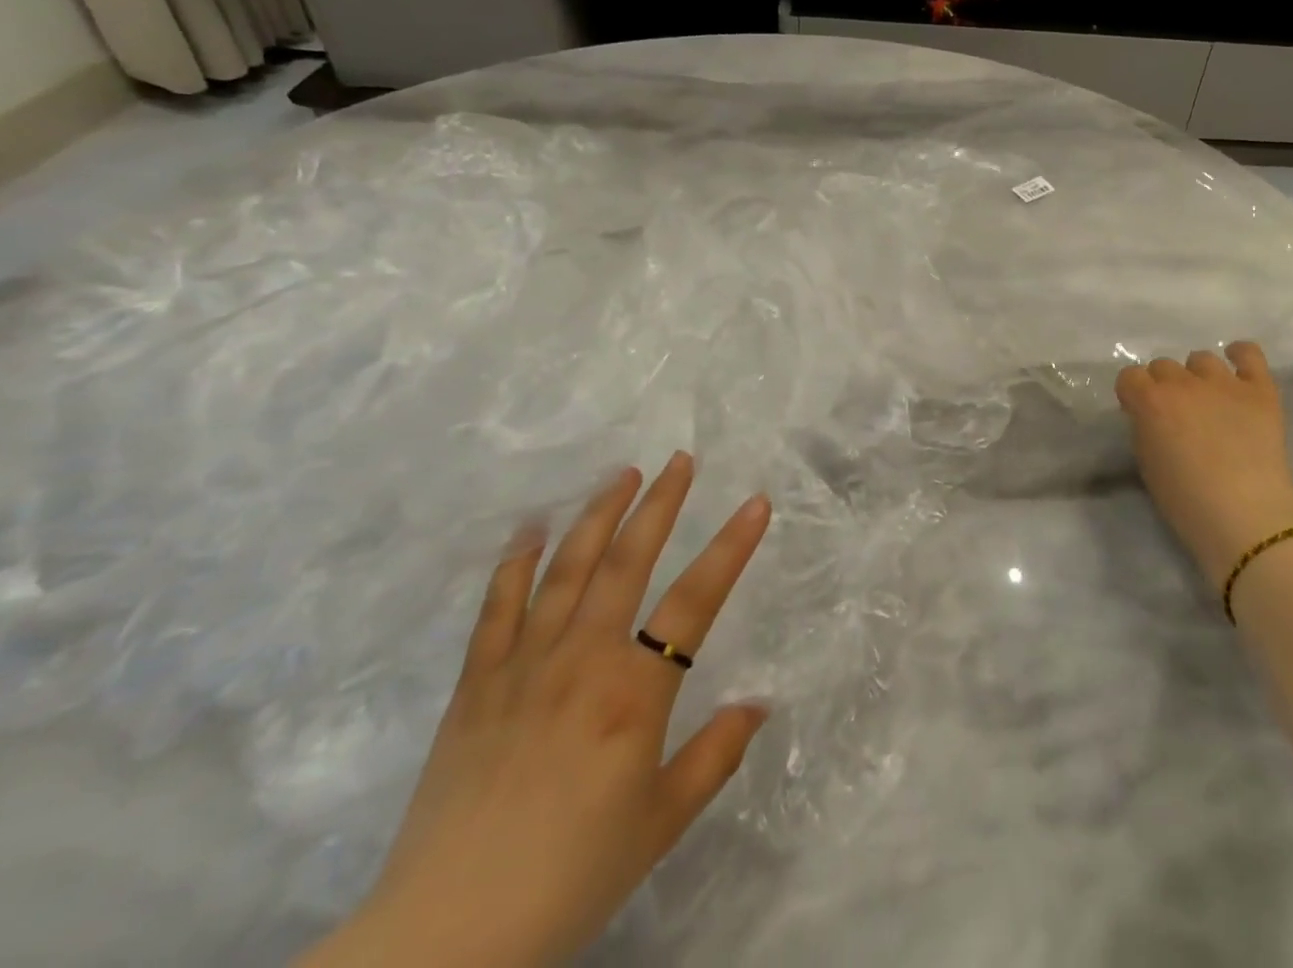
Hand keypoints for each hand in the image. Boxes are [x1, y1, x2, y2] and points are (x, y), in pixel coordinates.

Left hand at [302, 454, 771, 967]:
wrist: (444, 939)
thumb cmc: (570, 877)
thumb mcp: (661, 824)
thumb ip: (715, 755)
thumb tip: (760, 703)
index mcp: (633, 693)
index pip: (696, 600)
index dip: (732, 546)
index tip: (757, 501)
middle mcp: (582, 660)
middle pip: (627, 561)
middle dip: (659, 504)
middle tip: (680, 461)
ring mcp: (523, 665)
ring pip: (566, 568)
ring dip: (598, 514)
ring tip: (622, 474)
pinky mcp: (475, 684)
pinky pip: (497, 607)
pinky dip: (515, 561)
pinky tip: (531, 527)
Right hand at [1116, 342, 1292, 585]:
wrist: (1246, 519)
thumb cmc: (1187, 503)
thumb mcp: (1147, 464)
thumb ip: (1145, 428)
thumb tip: (1152, 416)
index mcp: (1150, 401)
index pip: (1129, 377)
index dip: (1133, 396)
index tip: (1141, 415)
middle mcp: (1183, 382)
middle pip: (1163, 366)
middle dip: (1164, 387)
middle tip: (1177, 416)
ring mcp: (1224, 382)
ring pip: (1201, 359)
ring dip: (1198, 377)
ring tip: (1208, 402)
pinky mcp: (1260, 390)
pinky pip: (1249, 353)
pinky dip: (1240, 356)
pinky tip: (1237, 368)